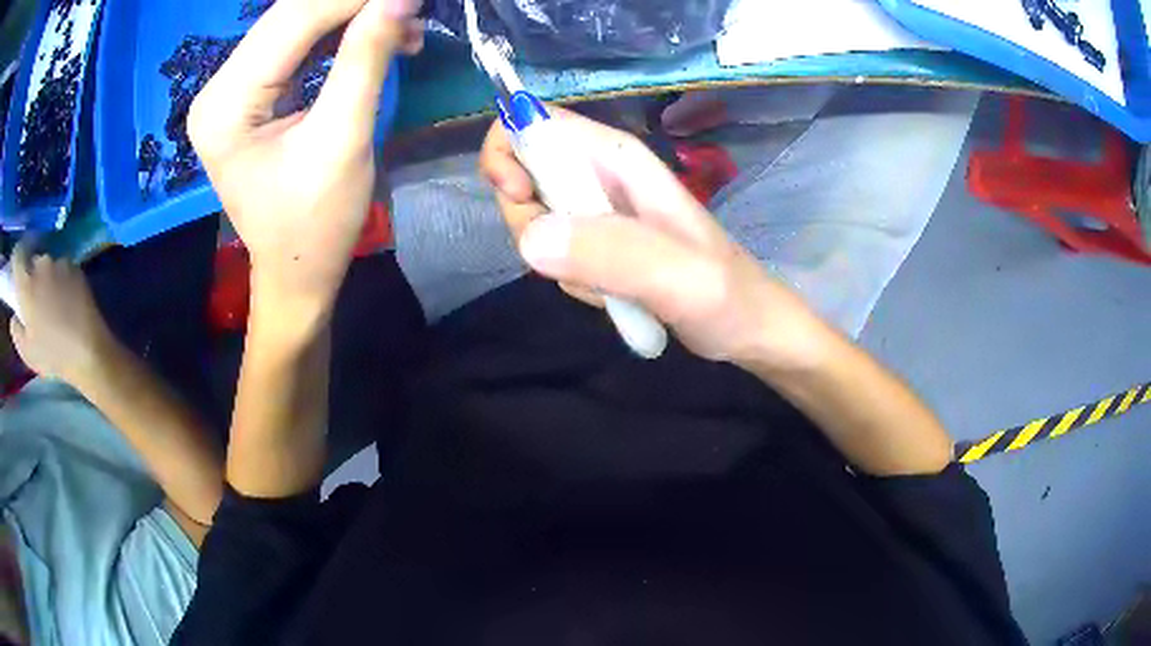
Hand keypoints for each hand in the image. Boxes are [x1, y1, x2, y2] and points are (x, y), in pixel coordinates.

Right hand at [8, 244, 117, 387]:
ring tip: (52, 304)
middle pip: (33, 262)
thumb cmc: (50, 354)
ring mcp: (59, 263)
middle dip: (31, 276)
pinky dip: (61, 282)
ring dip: (47, 279)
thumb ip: (15, 329)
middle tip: (34, 299)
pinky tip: (66, 303)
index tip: (16, 276)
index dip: (15, 263)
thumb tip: (14, 315)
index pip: (17, 256)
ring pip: (48, 266)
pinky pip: (63, 271)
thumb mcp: (26, 351)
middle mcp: (41, 265)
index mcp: (26, 282)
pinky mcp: (76, 268)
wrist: (86, 350)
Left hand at [188, 0, 421, 328]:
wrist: (295, 271)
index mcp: (226, 106)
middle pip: (290, 14)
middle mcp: (217, 89)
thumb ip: (366, 59)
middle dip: (354, 3)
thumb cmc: (315, 223)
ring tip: (404, 28)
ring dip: (352, 15)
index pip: (293, 19)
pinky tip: (377, 39)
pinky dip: (340, 34)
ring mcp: (229, 89)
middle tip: (409, 7)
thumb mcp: (343, 140)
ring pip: (296, 22)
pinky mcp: (247, 92)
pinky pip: (296, 43)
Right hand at [479, 109, 829, 369]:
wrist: (748, 329)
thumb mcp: (679, 277)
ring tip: (608, 286)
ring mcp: (598, 211)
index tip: (519, 198)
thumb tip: (531, 236)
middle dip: (526, 219)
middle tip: (569, 261)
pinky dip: (568, 279)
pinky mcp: (597, 243)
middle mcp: (600, 175)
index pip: (535, 121)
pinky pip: (552, 252)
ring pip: (533, 218)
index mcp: (616, 158)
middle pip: (522, 172)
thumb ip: (613, 254)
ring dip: (552, 259)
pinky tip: (611, 296)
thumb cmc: (727, 296)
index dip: (507, 150)